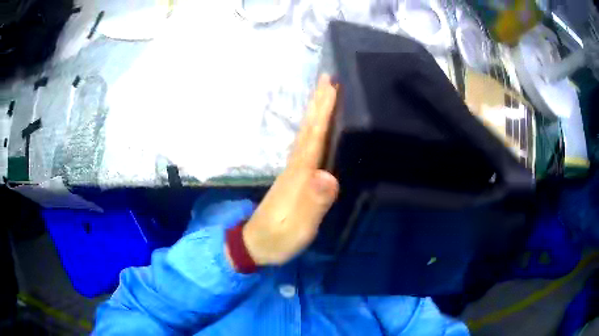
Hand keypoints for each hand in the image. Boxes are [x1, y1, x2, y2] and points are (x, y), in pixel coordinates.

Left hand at [241, 75, 339, 265]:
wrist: (255, 245)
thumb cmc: (278, 238)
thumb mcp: (299, 227)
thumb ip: (313, 203)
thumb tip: (328, 175)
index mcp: (299, 175)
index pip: (314, 136)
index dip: (323, 111)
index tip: (332, 86)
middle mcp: (295, 167)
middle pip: (307, 129)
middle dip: (318, 103)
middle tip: (328, 78)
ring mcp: (292, 172)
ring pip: (305, 135)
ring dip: (314, 113)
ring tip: (324, 94)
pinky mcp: (293, 179)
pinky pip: (305, 147)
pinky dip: (312, 131)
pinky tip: (317, 128)